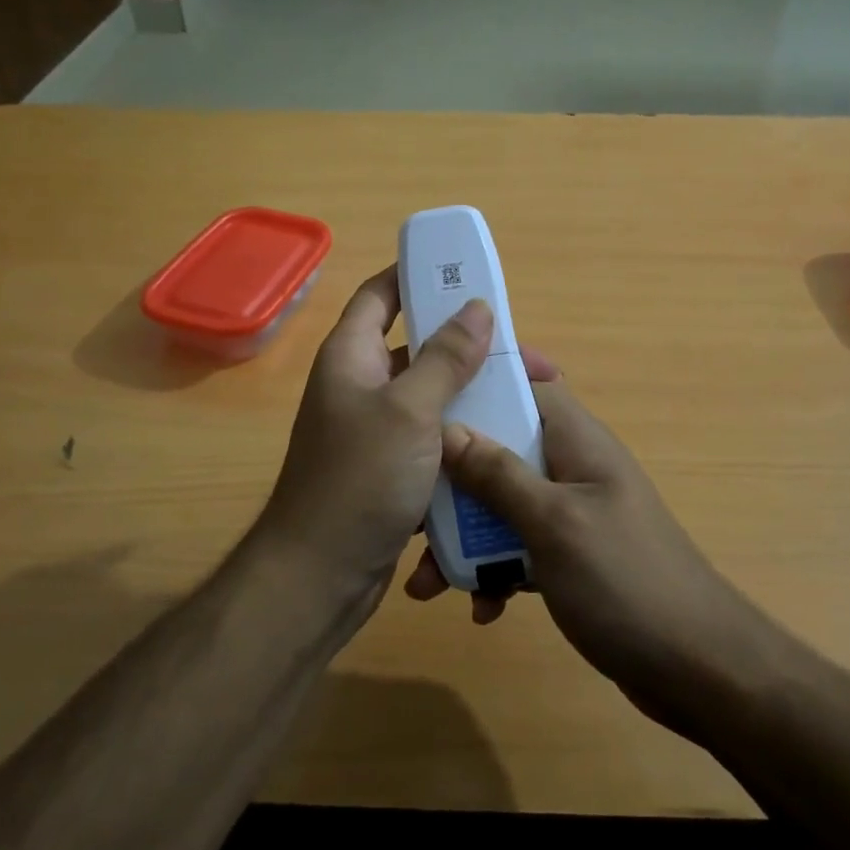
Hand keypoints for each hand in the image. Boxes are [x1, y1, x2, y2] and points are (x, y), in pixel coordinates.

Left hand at [254, 265, 493, 610]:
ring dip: (475, 396)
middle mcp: (361, 387)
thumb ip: (444, 358)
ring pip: (433, 398)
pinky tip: (507, 444)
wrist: (320, 577)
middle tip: (526, 357)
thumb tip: (476, 307)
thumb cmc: (359, 480)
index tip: (464, 273)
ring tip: (529, 401)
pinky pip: (435, 440)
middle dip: (471, 348)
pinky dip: (466, 438)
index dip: (415, 276)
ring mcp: (376, 431)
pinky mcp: (393, 470)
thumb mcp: (408, 411)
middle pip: (419, 349)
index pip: (380, 295)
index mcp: (351, 357)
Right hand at [404, 360, 767, 739]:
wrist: (698, 670)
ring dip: (464, 537)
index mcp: (577, 441)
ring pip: (501, 505)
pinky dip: (494, 572)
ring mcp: (571, 515)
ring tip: (426, 583)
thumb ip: (498, 475)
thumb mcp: (553, 523)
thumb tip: (447, 427)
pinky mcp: (569, 559)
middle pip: (500, 450)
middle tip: (411, 511)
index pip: (529, 385)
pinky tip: (482, 609)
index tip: (431, 395)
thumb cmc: (625, 580)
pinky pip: (517, 549)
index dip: (483, 382)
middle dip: (453, 480)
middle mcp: (572, 469)